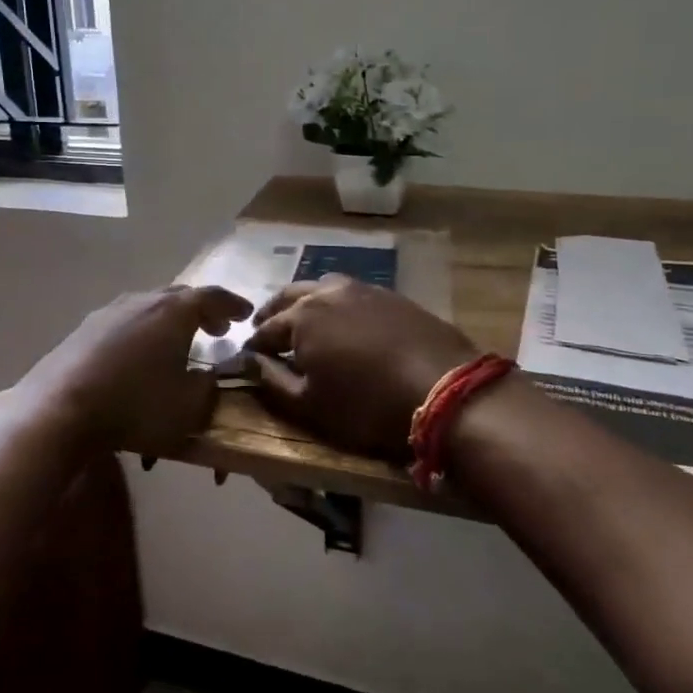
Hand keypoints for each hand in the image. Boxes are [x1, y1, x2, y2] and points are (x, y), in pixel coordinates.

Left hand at [14, 286, 251, 452]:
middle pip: (180, 296)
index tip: (246, 313)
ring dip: (169, 321)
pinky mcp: (85, 329)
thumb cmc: (136, 405)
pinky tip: (139, 355)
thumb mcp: (189, 406)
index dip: (233, 304)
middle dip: (202, 311)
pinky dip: (143, 332)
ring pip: (149, 307)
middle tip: (217, 328)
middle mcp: (143, 300)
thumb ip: (208, 387)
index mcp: (175, 311)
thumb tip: (208, 376)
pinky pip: (125, 323)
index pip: (213, 297)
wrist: (61, 407)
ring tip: (177, 343)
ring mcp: (110, 311)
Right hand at [247, 278, 479, 460]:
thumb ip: (273, 381)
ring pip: (320, 287)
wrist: (444, 390)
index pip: (265, 330)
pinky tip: (343, 321)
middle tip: (266, 333)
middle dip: (272, 315)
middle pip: (288, 298)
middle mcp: (326, 293)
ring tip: (303, 322)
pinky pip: (351, 292)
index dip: (253, 347)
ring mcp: (361, 289)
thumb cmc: (367, 405)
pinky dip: (335, 303)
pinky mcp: (390, 295)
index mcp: (301, 317)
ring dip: (304, 303)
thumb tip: (249, 362)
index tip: (248, 359)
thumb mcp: (310, 406)